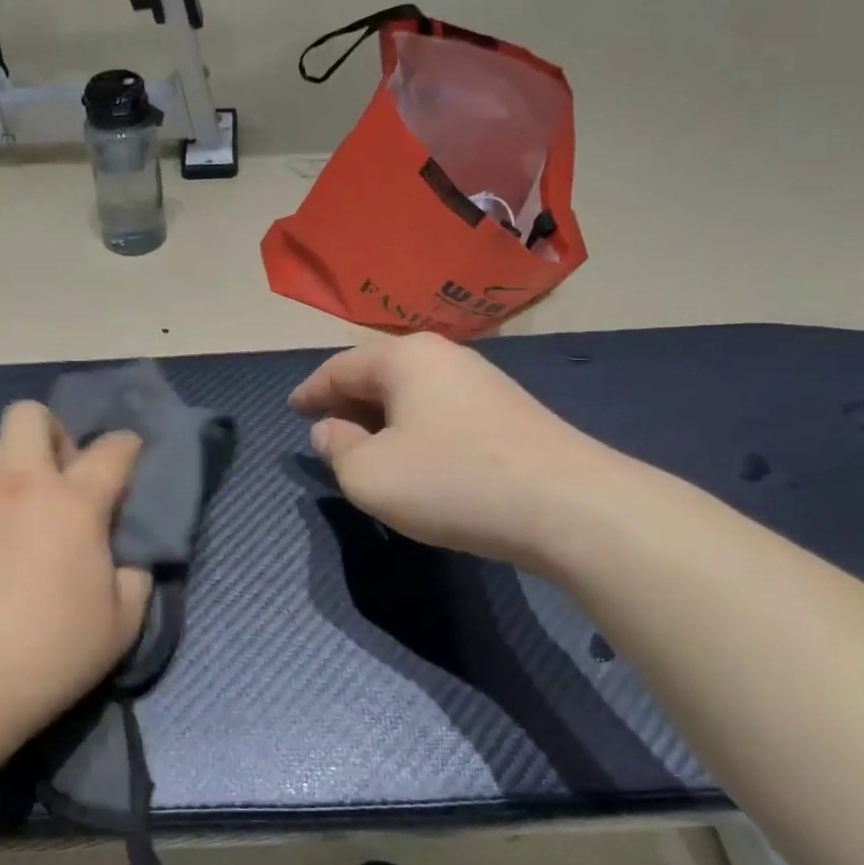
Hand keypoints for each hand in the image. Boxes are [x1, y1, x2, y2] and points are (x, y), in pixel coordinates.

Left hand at [0, 403, 149, 748]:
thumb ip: (133, 582)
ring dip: (8, 464)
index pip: (112, 450)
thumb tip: (125, 564)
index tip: (130, 455)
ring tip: (15, 506)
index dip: (127, 446)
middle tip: (60, 478)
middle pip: (28, 415)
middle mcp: (20, 486)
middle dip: (51, 432)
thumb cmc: (48, 655)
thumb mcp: (120, 627)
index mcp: (73, 504)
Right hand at [290, 333, 622, 570]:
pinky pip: (441, 414)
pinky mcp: (509, 414)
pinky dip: (415, 433)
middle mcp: (444, 358)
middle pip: (378, 376)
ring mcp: (482, 384)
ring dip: (382, 422)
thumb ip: (336, 449)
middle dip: (347, 405)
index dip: (310, 391)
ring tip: (366, 453)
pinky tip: (417, 463)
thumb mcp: (369, 475)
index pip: (340, 368)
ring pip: (412, 396)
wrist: (570, 506)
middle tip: (325, 435)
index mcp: (404, 358)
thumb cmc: (452, 481)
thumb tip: (330, 431)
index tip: (292, 411)